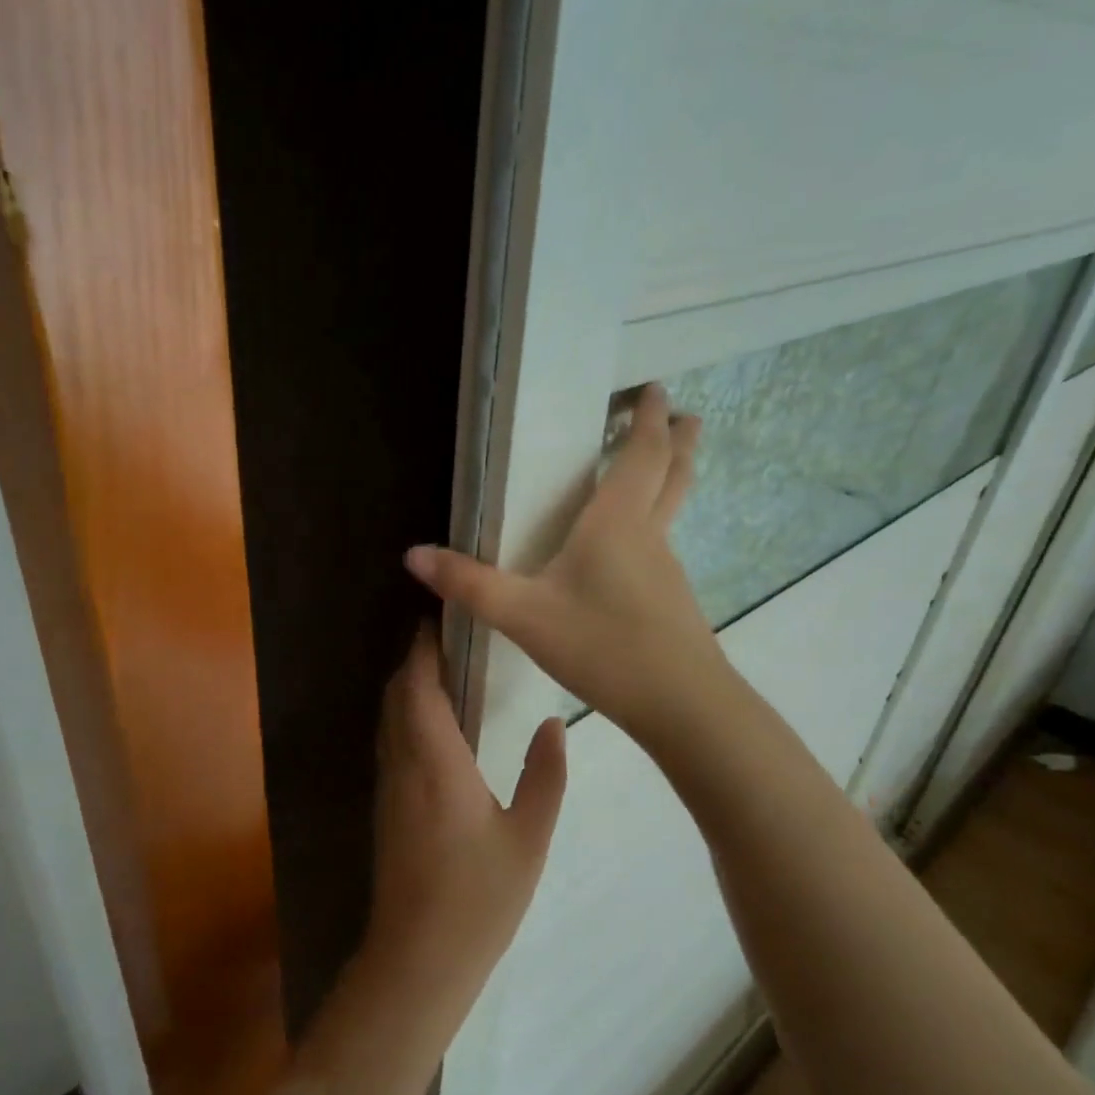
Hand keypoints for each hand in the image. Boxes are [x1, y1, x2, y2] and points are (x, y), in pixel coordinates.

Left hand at [361, 626, 566, 1040]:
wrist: (417, 959)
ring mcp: (388, 785)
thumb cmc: (478, 898)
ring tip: (445, 670)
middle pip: (397, 694)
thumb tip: (555, 723)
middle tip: (452, 638)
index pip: (419, 685)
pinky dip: (405, 715)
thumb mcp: (528, 838)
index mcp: (435, 761)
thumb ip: (544, 776)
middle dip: (416, 659)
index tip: (441, 617)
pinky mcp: (385, 806)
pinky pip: (390, 741)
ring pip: (389, 717)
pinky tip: (435, 724)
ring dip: (408, 686)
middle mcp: (402, 763)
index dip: (424, 647)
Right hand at [404, 384, 722, 742]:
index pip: (643, 452)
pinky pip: (663, 544)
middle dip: (678, 437)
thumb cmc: (603, 646)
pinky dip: (657, 521)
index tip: (655, 387)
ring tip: (656, 467)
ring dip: (671, 477)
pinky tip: (633, 548)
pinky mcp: (672, 600)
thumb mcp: (524, 615)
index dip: (649, 417)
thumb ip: (469, 584)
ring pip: (673, 508)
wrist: (682, 707)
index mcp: (618, 521)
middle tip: (681, 413)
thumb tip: (413, 555)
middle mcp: (650, 534)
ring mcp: (667, 568)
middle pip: (675, 472)